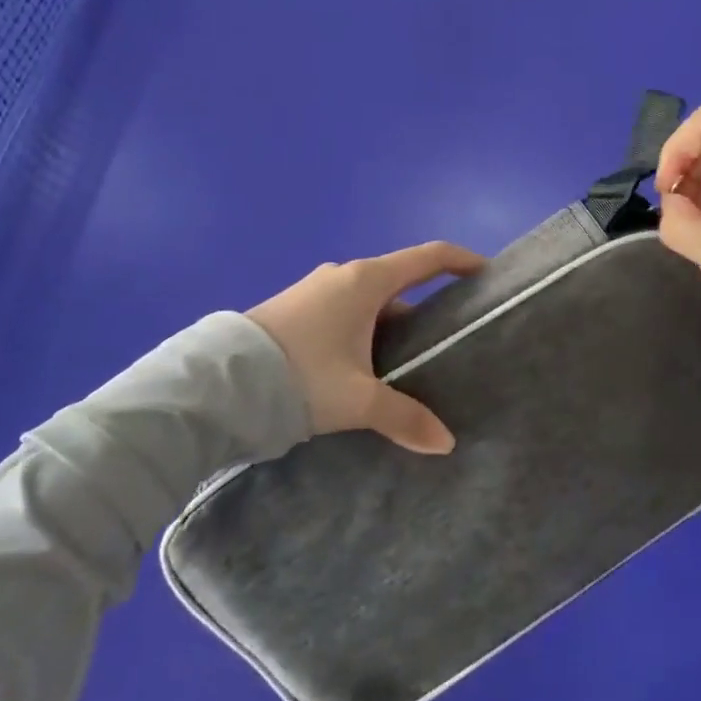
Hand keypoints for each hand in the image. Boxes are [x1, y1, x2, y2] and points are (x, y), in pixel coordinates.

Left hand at [247, 241, 482, 453]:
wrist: (215, 385)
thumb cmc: (300, 377)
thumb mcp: (357, 400)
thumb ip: (404, 418)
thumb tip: (446, 443)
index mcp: (367, 281)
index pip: (429, 257)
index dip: (461, 260)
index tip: (485, 273)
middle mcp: (343, 276)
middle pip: (400, 282)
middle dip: (427, 306)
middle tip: (449, 337)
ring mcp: (315, 290)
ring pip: (369, 301)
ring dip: (392, 323)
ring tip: (409, 360)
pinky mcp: (293, 309)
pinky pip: (344, 311)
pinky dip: (364, 330)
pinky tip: (364, 365)